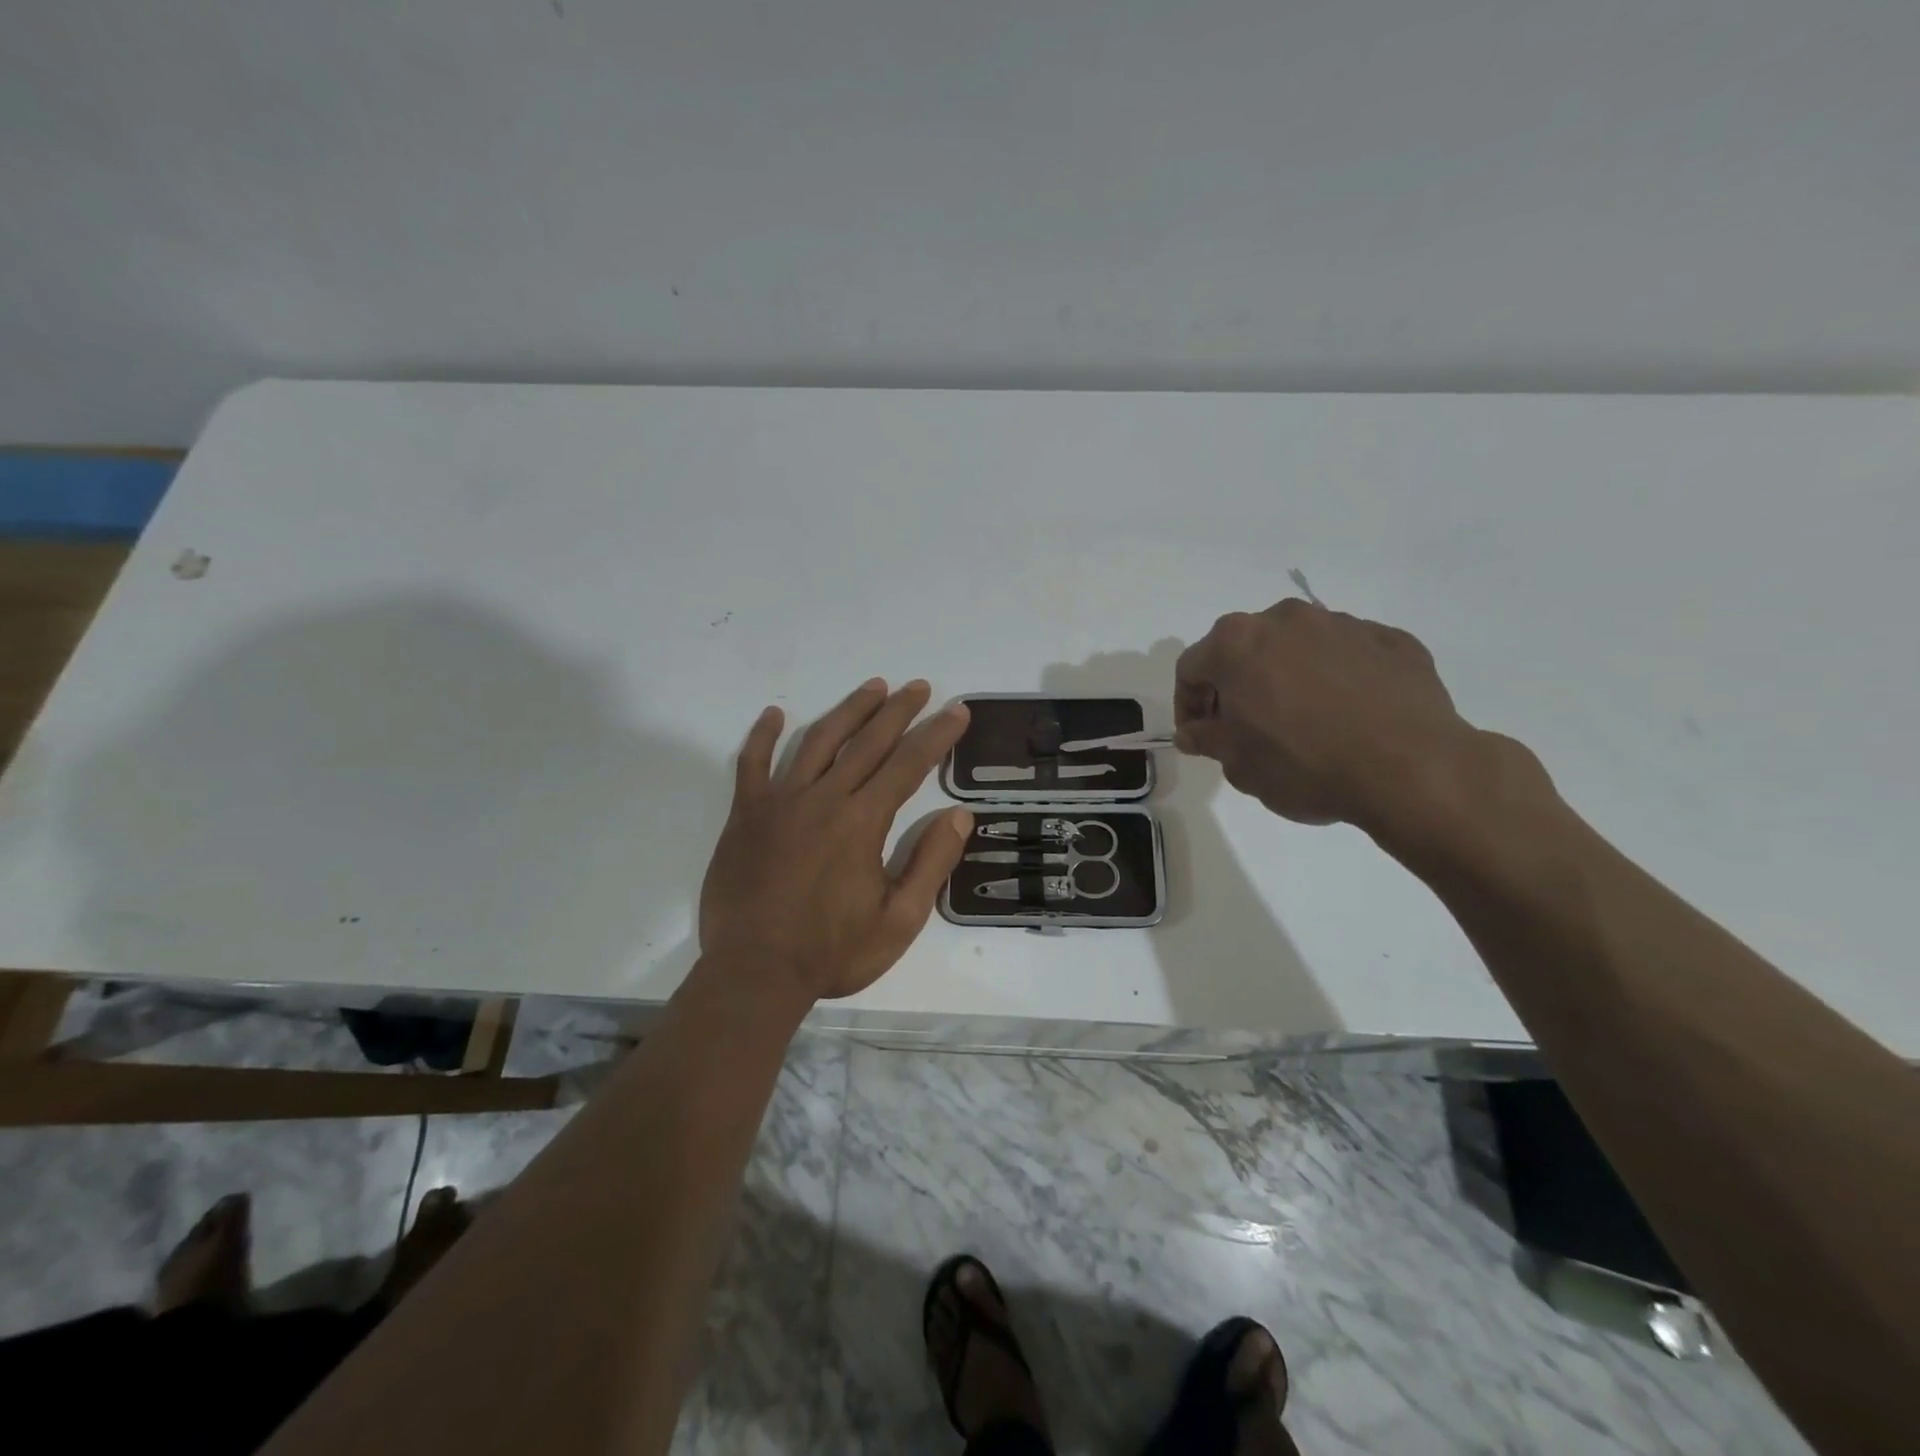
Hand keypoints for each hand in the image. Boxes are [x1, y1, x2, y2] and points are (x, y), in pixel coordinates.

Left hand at [698, 679, 973, 1001]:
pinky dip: (762, 736)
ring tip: (872, 687)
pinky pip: (752, 764)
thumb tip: (958, 815)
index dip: (937, 734)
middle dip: (898, 710)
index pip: (908, 764)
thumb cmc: (832, 951)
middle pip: (867, 742)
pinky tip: (774, 714)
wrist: (754, 973)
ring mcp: (780, 802)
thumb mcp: (899, 920)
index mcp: (862, 822)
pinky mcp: (746, 815)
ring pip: (818, 741)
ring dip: (848, 710)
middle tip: (919, 687)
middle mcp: (824, 799)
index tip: (957, 710)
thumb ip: (930, 863)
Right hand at [1174, 599, 1513, 834]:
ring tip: (1302, 721)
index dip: (1187, 704)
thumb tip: (1193, 732)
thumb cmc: (1304, 764)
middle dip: (1236, 684)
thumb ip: (1207, 739)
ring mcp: (1342, 624)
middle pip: (1244, 648)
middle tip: (1244, 727)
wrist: (1411, 768)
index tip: (1198, 735)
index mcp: (1237, 643)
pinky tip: (1348, 716)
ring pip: (1297, 647)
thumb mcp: (1238, 764)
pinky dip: (1336, 679)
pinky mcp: (1391, 639)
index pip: (1192, 667)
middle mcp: (1285, 619)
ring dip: (1286, 677)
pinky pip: (1346, 656)